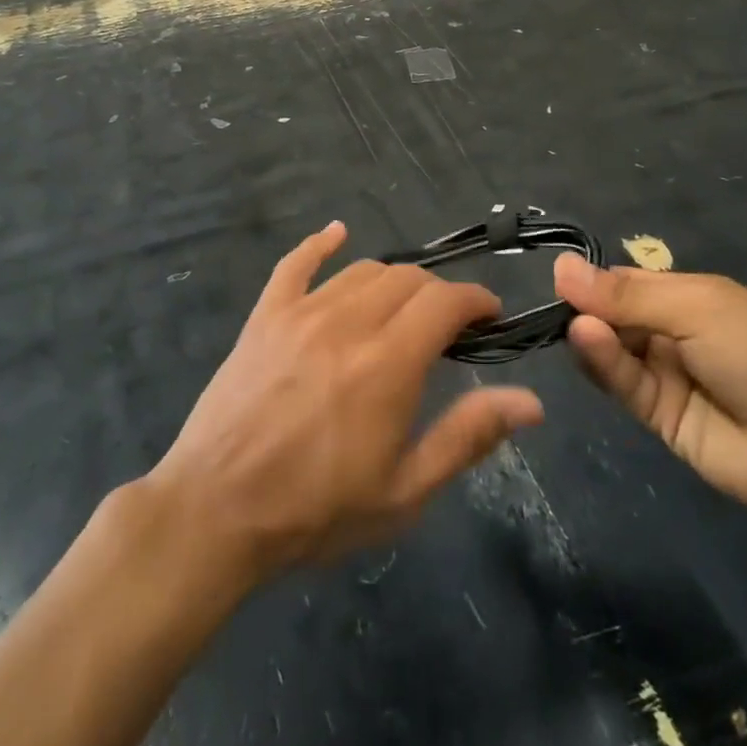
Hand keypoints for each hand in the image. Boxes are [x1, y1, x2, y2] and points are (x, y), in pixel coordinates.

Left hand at [151, 223, 543, 577]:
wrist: (216, 512)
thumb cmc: (316, 510)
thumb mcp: (405, 490)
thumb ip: (468, 436)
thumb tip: (530, 401)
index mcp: (389, 363)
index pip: (446, 302)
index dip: (476, 300)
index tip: (489, 315)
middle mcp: (349, 322)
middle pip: (408, 279)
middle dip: (438, 294)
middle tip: (447, 325)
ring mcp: (301, 313)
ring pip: (362, 271)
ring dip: (393, 281)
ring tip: (402, 306)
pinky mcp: (265, 316)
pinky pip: (295, 264)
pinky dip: (319, 244)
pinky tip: (336, 233)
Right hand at [556, 255, 746, 517]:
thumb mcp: (696, 308)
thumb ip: (627, 295)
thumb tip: (560, 266)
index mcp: (686, 296)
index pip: (625, 283)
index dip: (594, 281)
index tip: (562, 278)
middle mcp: (669, 331)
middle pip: (611, 314)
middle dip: (587, 308)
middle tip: (561, 304)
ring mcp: (662, 373)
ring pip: (610, 349)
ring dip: (591, 335)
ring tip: (577, 327)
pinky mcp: (655, 413)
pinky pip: (621, 382)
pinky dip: (602, 362)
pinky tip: (587, 342)